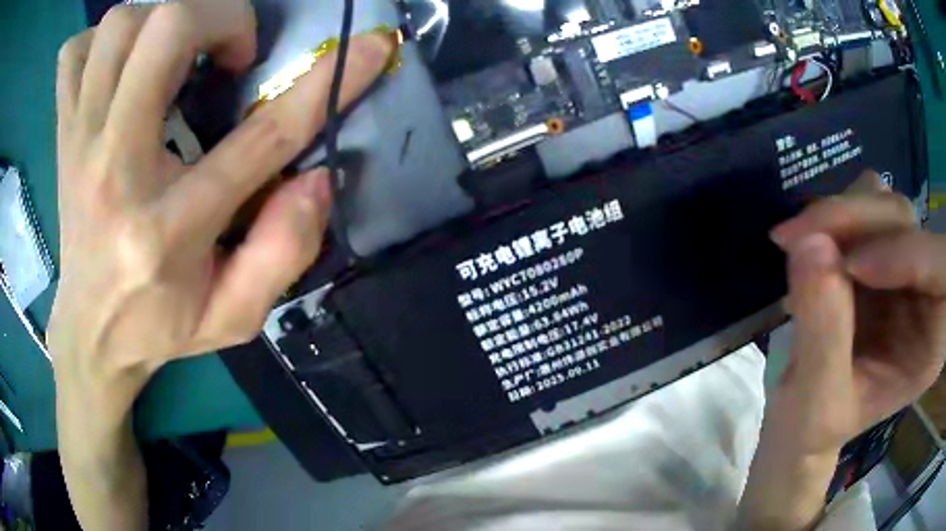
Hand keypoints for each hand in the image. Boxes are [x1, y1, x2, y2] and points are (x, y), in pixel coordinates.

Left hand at [50, 0, 392, 412]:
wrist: (90, 334)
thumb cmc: (160, 326)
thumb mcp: (233, 317)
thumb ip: (283, 254)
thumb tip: (317, 178)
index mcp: (165, 229)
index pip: (261, 136)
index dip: (329, 80)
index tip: (371, 47)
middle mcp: (113, 168)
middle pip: (167, 29)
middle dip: (221, 17)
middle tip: (229, 53)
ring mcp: (78, 143)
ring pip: (118, 27)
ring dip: (159, 20)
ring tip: (176, 52)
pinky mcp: (62, 134)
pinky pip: (72, 54)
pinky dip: (99, 40)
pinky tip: (118, 65)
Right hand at [769, 172, 945, 453]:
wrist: (802, 419)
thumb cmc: (815, 428)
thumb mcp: (818, 404)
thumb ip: (824, 335)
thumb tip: (809, 244)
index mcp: (932, 341)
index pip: (941, 270)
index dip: (907, 254)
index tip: (850, 267)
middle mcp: (926, 291)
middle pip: (906, 223)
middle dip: (855, 221)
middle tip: (798, 238)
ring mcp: (903, 264)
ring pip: (882, 204)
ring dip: (840, 215)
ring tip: (797, 245)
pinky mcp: (879, 248)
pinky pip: (863, 203)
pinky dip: (834, 216)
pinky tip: (809, 248)